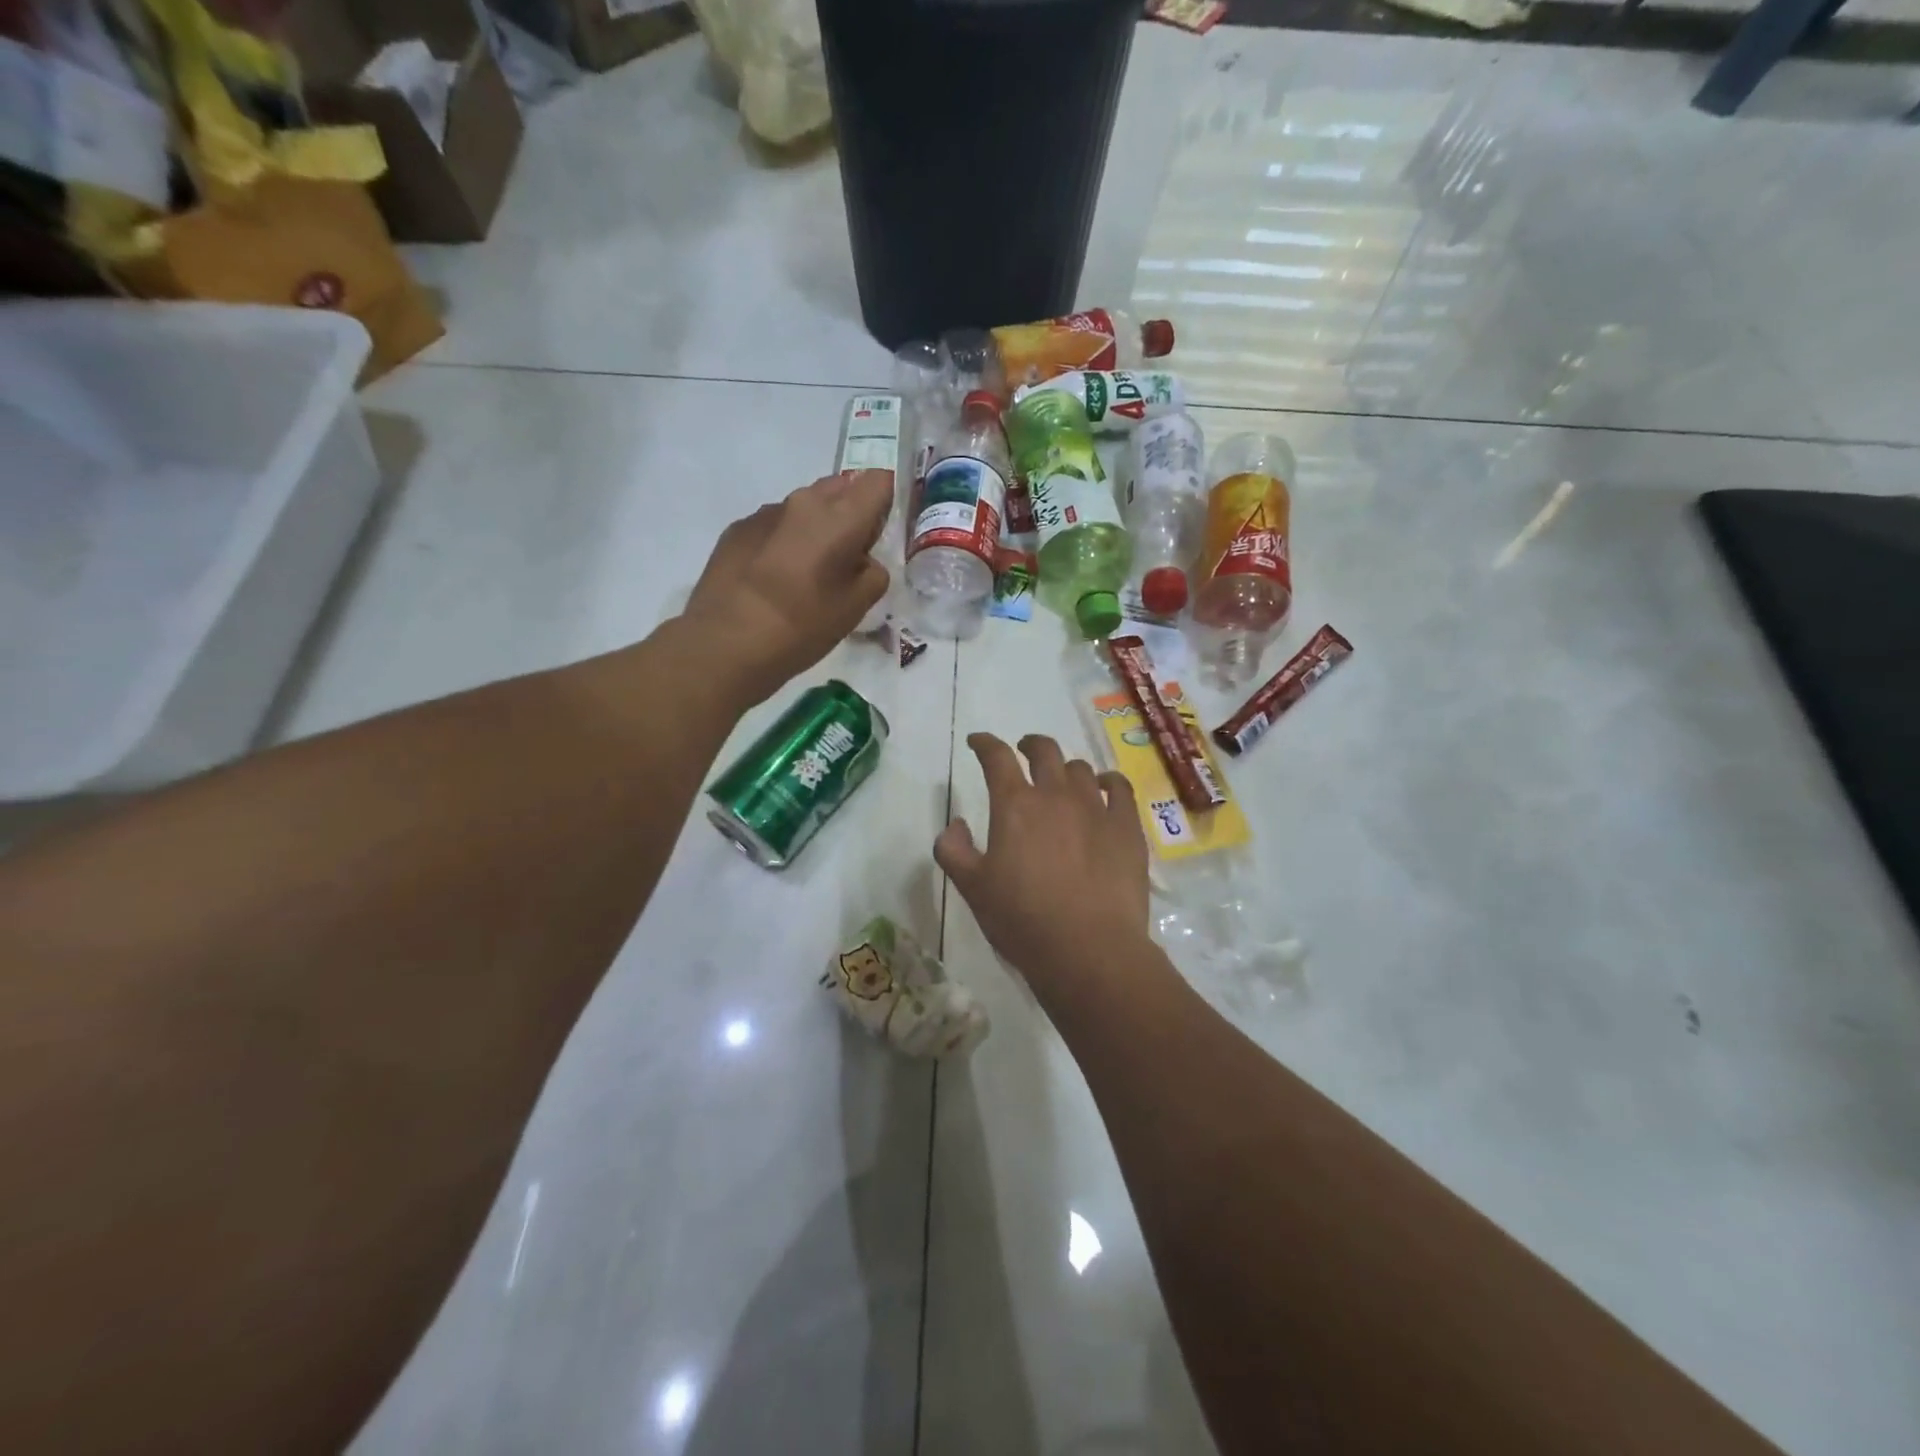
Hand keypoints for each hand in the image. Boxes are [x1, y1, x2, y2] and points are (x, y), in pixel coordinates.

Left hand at [684, 471, 891, 704]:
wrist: (725, 644)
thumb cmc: (803, 626)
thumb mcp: (857, 607)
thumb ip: (873, 573)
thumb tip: (861, 561)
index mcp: (840, 516)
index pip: (878, 482)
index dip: (885, 503)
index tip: (879, 534)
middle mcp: (803, 501)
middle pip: (840, 488)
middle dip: (850, 514)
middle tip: (847, 559)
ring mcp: (765, 513)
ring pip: (805, 508)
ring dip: (815, 529)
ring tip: (807, 574)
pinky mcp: (737, 530)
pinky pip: (774, 526)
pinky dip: (783, 543)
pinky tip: (773, 581)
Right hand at [936, 734, 1152, 995]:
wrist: (1088, 949)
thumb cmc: (1023, 920)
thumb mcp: (972, 889)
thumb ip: (953, 850)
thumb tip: (955, 823)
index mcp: (1014, 805)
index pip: (996, 757)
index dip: (985, 744)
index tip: (978, 743)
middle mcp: (1055, 795)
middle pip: (1044, 751)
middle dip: (1030, 744)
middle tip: (1023, 751)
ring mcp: (1096, 808)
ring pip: (1080, 769)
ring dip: (1065, 768)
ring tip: (1062, 780)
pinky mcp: (1127, 827)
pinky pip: (1119, 788)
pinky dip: (1108, 781)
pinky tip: (1104, 788)